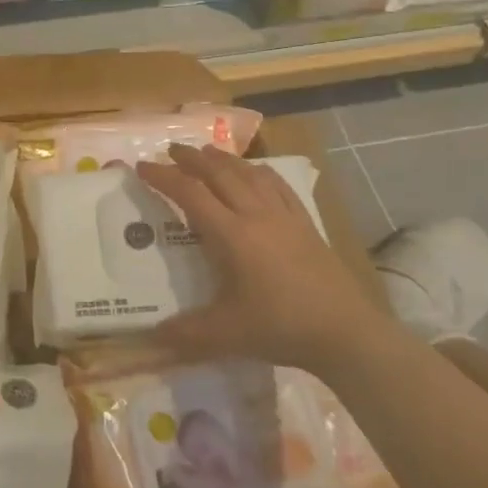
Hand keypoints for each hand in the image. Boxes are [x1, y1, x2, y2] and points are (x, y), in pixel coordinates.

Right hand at [136, 143, 379, 370]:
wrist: (345, 332)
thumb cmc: (281, 327)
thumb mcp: (226, 335)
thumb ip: (186, 333)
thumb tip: (150, 338)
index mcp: (232, 235)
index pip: (190, 194)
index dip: (163, 177)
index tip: (142, 166)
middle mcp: (256, 215)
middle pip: (220, 173)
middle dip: (192, 158)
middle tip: (171, 149)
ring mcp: (284, 216)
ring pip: (249, 174)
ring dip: (224, 159)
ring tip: (207, 152)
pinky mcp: (306, 223)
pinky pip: (278, 186)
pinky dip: (259, 171)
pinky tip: (255, 171)